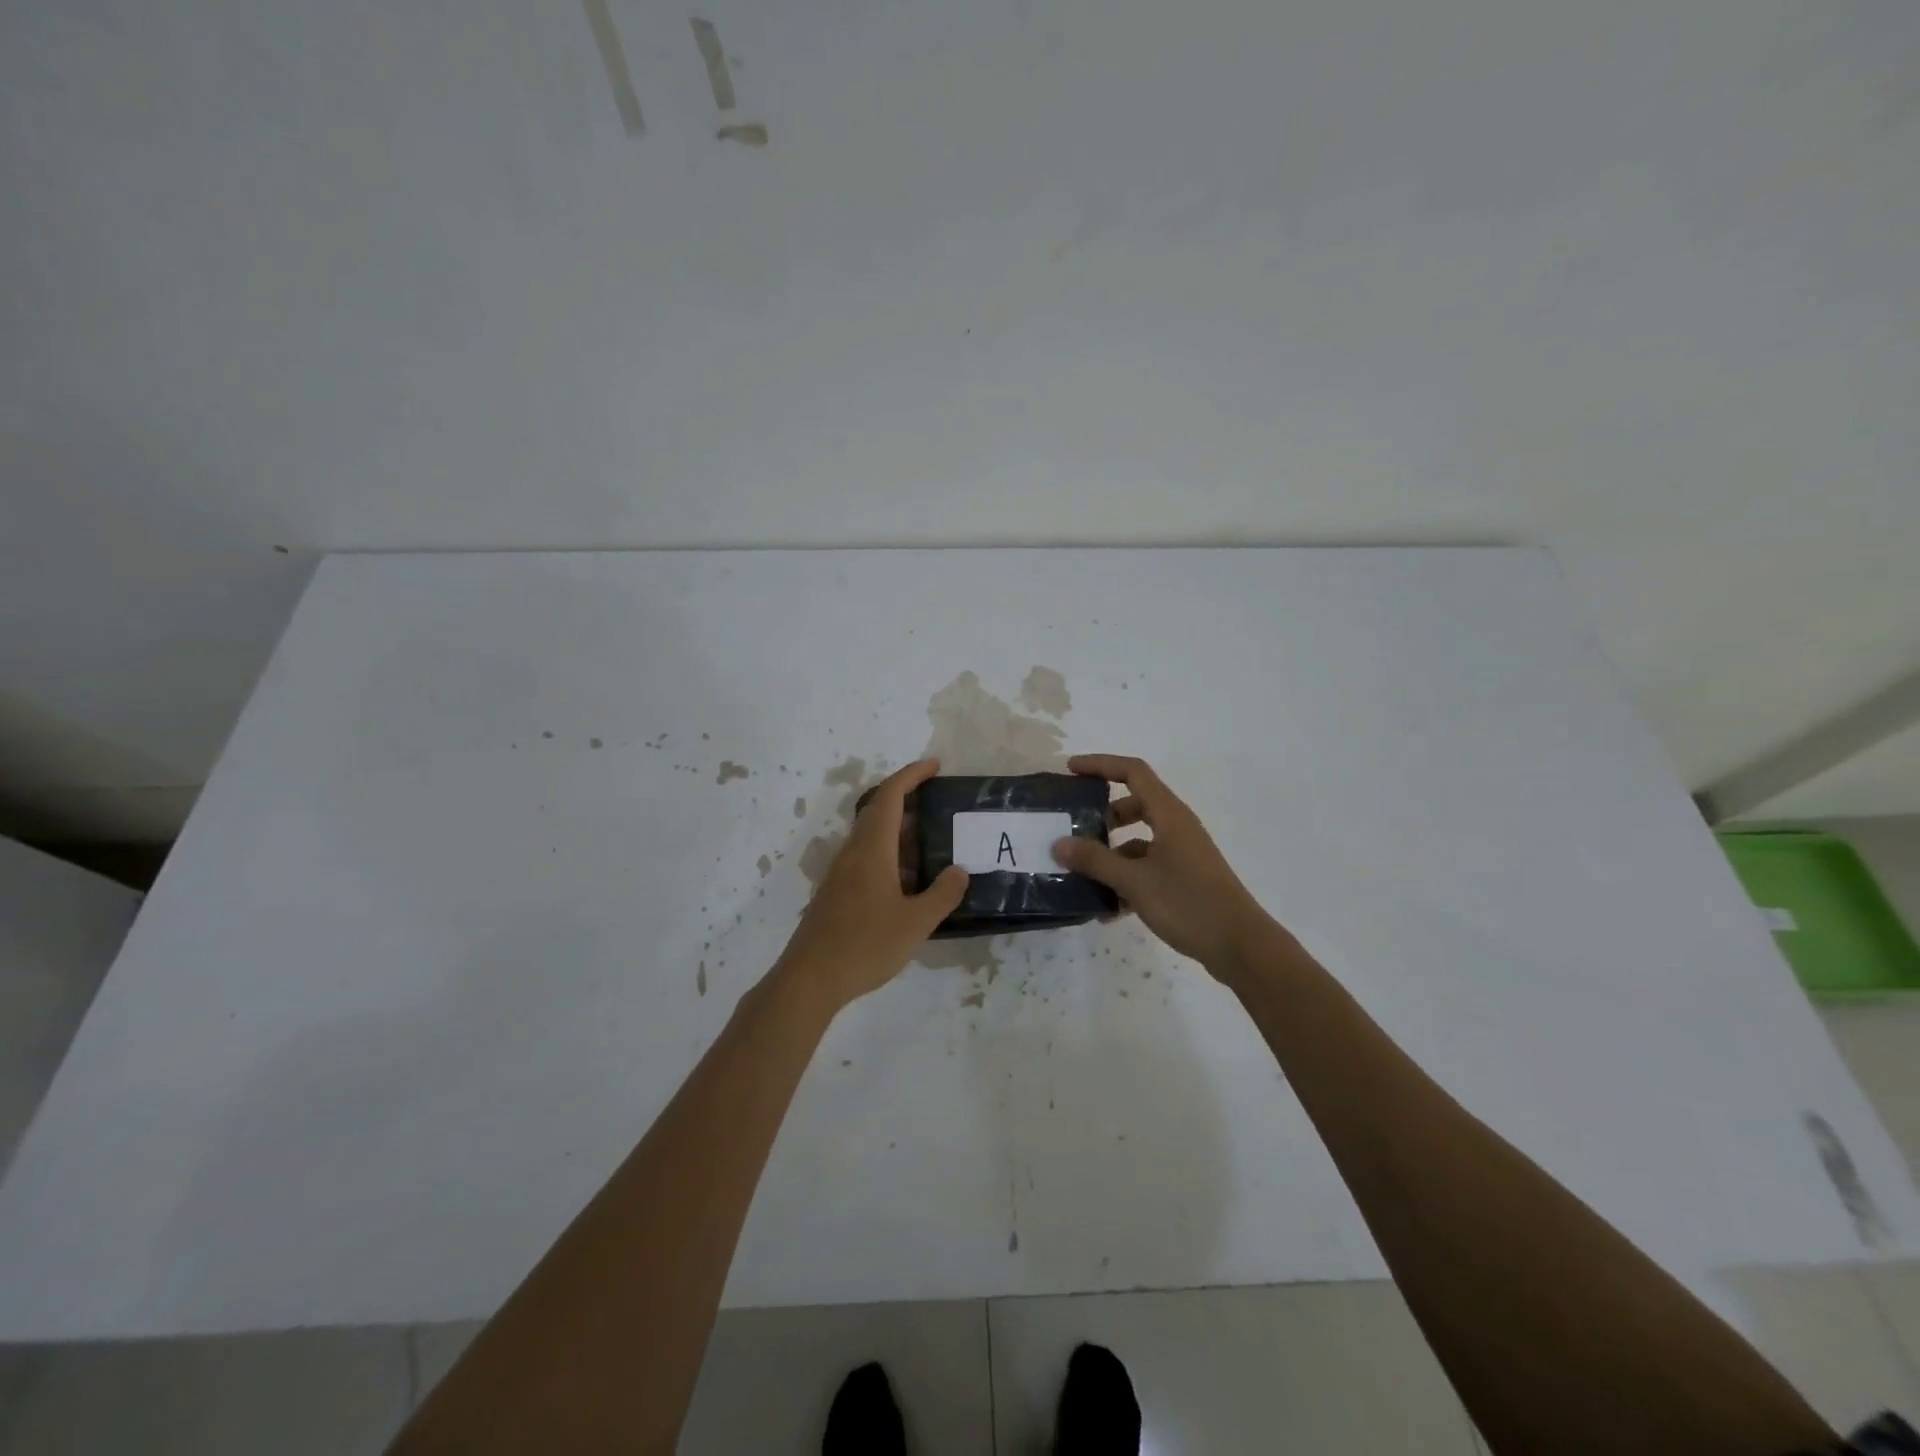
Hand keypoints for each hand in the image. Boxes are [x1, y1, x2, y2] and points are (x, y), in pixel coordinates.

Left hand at [775, 759, 968, 1011]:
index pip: (890, 796)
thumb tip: (959, 871)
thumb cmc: (865, 945)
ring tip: (932, 841)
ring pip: (872, 836)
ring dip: (900, 830)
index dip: (911, 775)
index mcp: (872, 849)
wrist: (810, 979)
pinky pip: (866, 857)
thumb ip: (942, 894)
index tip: (934, 766)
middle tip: (939, 803)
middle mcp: (853, 852)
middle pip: (878, 811)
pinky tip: (908, 880)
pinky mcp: (836, 892)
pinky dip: (890, 854)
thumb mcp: (916, 922)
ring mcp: (841, 872)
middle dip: (908, 799)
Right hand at [1051, 754, 1274, 976]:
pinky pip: (1147, 867)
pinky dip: (1126, 879)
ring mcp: (1182, 853)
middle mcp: (1176, 827)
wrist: (1240, 946)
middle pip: (1134, 805)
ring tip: (1083, 875)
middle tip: (1074, 829)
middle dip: (1102, 815)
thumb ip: (1095, 861)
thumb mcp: (1134, 881)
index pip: (1133, 772)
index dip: (1101, 765)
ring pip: (1139, 840)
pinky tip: (1108, 910)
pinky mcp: (1185, 878)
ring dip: (1111, 853)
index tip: (1071, 770)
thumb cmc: (1188, 903)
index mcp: (1169, 815)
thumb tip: (1058, 843)